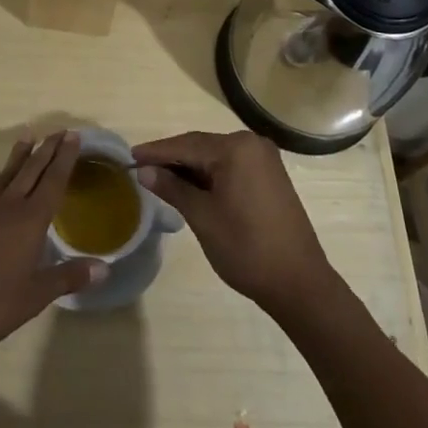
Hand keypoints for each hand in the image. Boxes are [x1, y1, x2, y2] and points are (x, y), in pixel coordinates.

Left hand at [0, 130, 106, 363]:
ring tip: (29, 136)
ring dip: (20, 154)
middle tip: (59, 130)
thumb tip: (105, 268)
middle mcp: (8, 205)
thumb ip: (69, 277)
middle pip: (31, 168)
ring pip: (7, 172)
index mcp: (30, 220)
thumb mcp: (36, 296)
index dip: (65, 157)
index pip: (53, 180)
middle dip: (47, 148)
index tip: (73, 136)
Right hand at [131, 130, 336, 317]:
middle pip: (201, 146)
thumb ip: (173, 188)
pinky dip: (210, 175)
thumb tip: (144, 171)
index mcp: (236, 148)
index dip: (156, 152)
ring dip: (190, 167)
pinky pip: (231, 166)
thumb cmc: (246, 248)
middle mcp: (252, 144)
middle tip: (141, 169)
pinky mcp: (270, 176)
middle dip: (172, 158)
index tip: (129, 156)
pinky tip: (191, 187)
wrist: (299, 283)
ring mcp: (264, 159)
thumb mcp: (202, 217)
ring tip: (160, 178)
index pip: (186, 144)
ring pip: (216, 157)